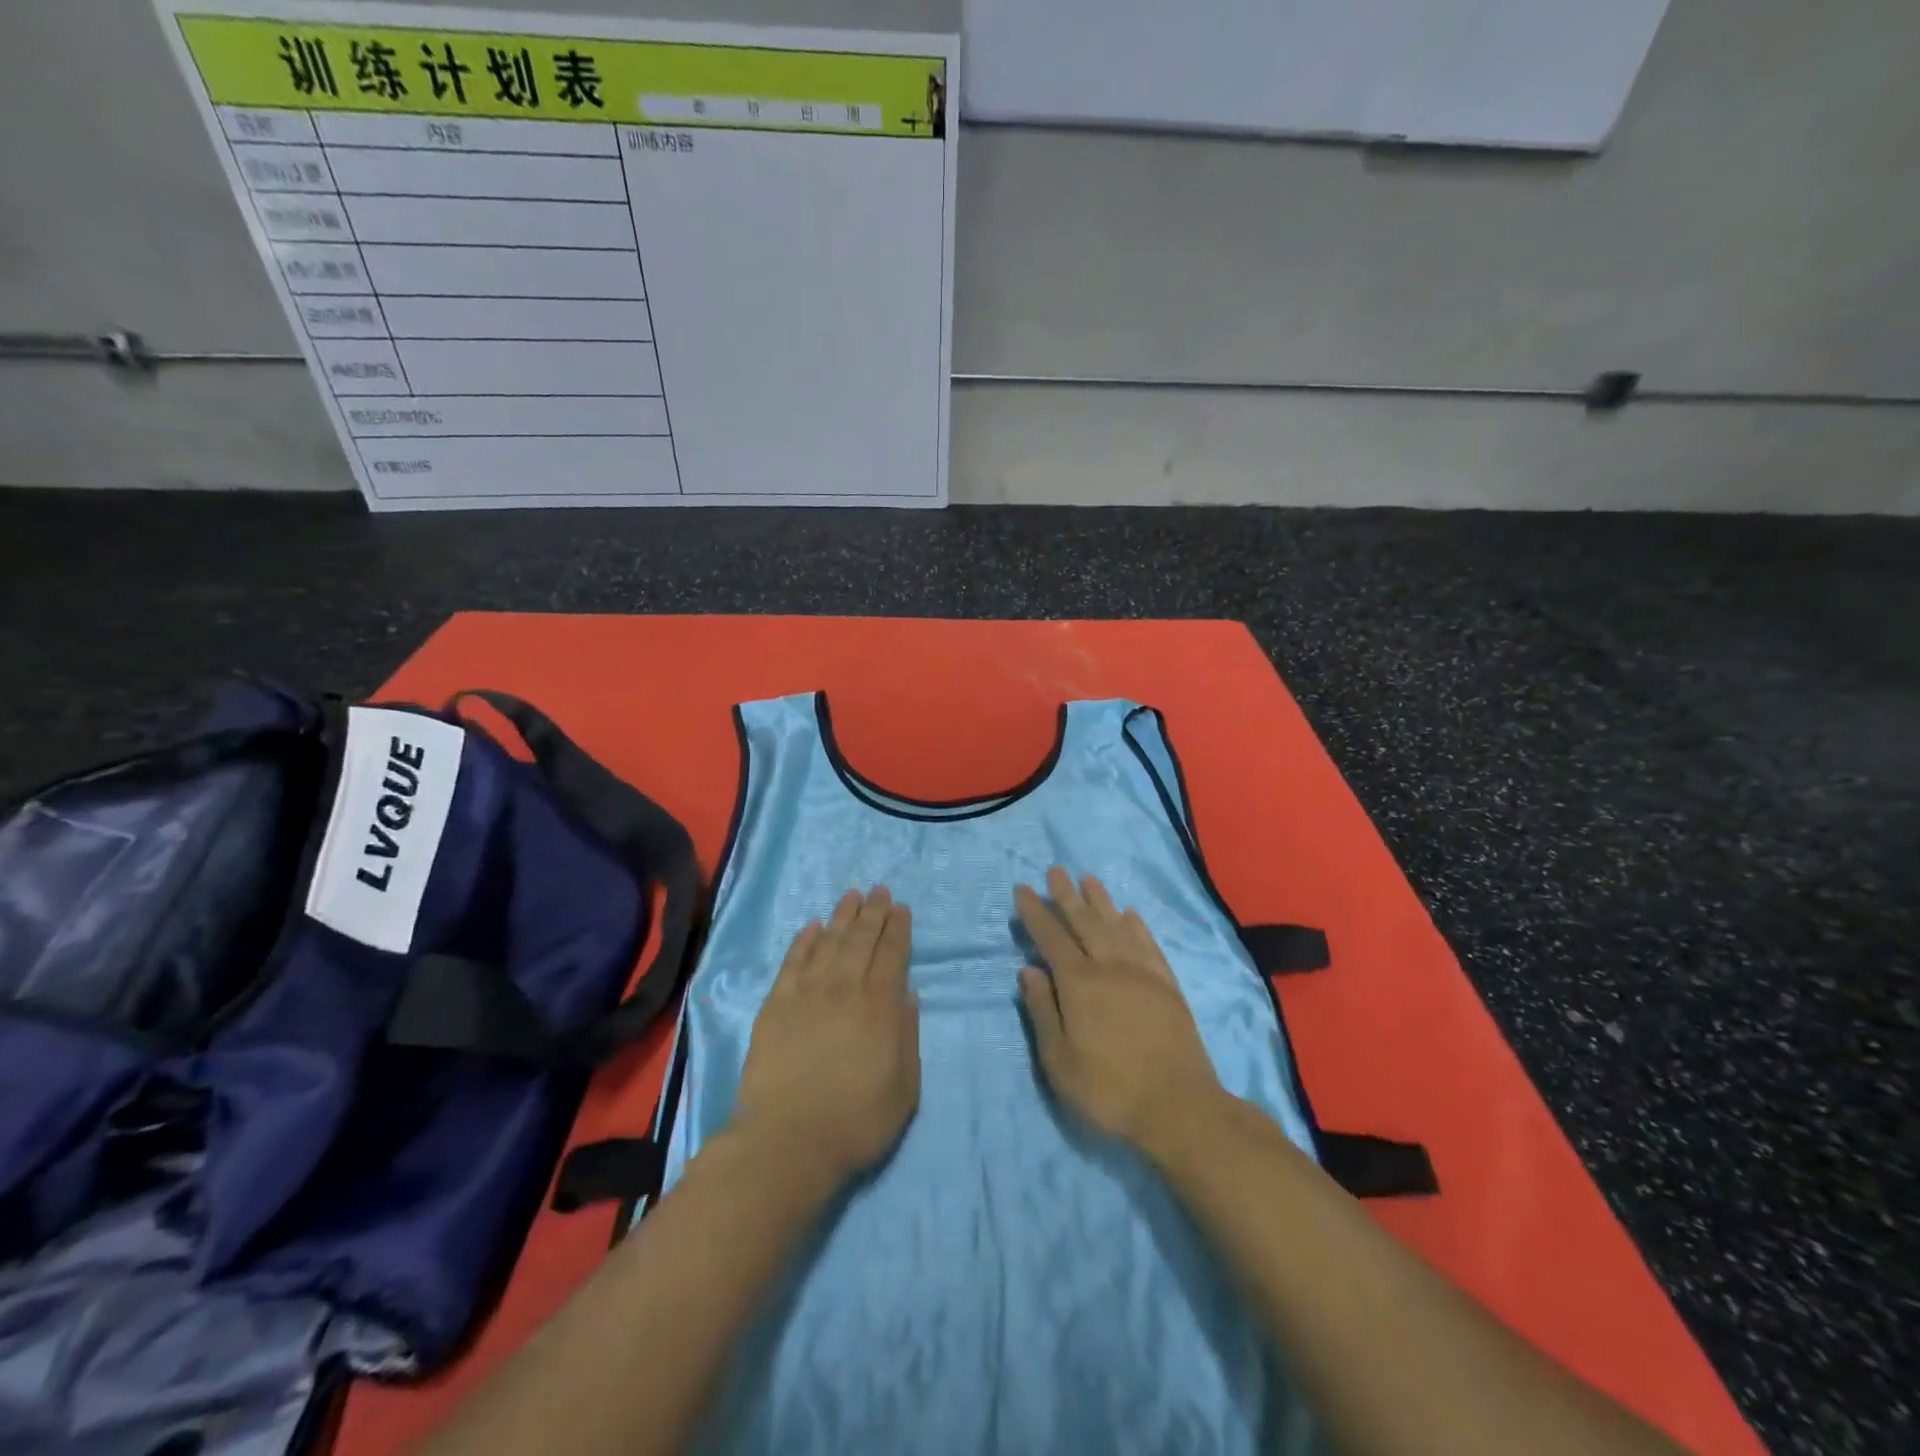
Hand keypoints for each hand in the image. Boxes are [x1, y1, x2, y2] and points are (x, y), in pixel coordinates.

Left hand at [733, 887, 919, 1182]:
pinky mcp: (776, 1007)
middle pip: (861, 941)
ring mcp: (807, 995)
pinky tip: (811, 926)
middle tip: (879, 890)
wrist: (788, 1142)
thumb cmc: (856, 1121)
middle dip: (873, 913)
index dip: (898, 929)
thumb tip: (908, 993)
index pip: (892, 955)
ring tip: (851, 896)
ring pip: (828, 943)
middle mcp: (845, 990)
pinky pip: (792, 963)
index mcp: (879, 1007)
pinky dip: (803, 942)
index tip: (901, 908)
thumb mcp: (904, 1088)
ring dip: (842, 917)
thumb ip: (907, 1035)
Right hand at [1016, 866, 1224, 1154]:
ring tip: (1088, 879)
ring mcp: (1143, 973)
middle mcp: (1110, 967)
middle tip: (1055, 870)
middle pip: (1085, 922)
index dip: (1036, 912)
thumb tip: (1028, 970)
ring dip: (1101, 901)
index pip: (1051, 938)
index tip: (1024, 889)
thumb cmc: (1109, 1089)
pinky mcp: (1168, 986)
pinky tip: (1130, 915)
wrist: (1179, 1106)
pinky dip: (1136, 926)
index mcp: (1079, 983)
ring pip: (1117, 926)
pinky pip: (1148, 945)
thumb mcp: (1059, 1060)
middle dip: (1067, 895)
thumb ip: (1043, 1010)